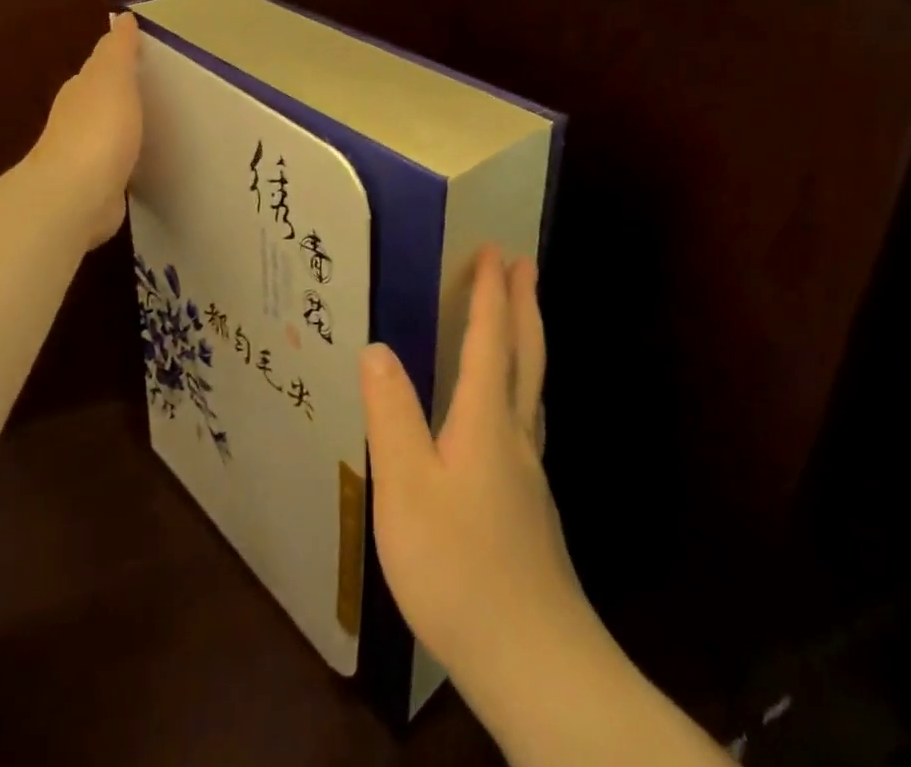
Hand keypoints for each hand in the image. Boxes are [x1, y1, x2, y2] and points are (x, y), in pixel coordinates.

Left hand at [30, 12, 142, 250]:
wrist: (76, 195)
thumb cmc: (99, 129)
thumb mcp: (113, 78)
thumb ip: (119, 49)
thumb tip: (122, 17)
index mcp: (81, 90)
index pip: (100, 68)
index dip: (120, 60)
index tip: (145, 57)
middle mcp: (76, 120)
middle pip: (101, 100)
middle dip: (121, 94)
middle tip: (153, 89)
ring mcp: (83, 156)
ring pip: (107, 133)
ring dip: (123, 128)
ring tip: (152, 126)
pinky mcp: (94, 187)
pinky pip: (114, 165)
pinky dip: (124, 159)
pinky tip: (140, 163)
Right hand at [360, 245, 592, 693]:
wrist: (533, 658)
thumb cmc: (459, 567)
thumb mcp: (407, 489)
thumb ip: (392, 415)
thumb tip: (377, 347)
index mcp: (485, 420)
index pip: (489, 340)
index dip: (490, 294)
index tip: (495, 251)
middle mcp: (514, 434)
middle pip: (525, 354)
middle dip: (524, 303)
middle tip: (524, 263)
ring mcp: (528, 471)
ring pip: (533, 386)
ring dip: (529, 340)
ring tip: (524, 318)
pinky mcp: (530, 505)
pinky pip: (526, 418)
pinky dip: (521, 385)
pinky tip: (509, 411)